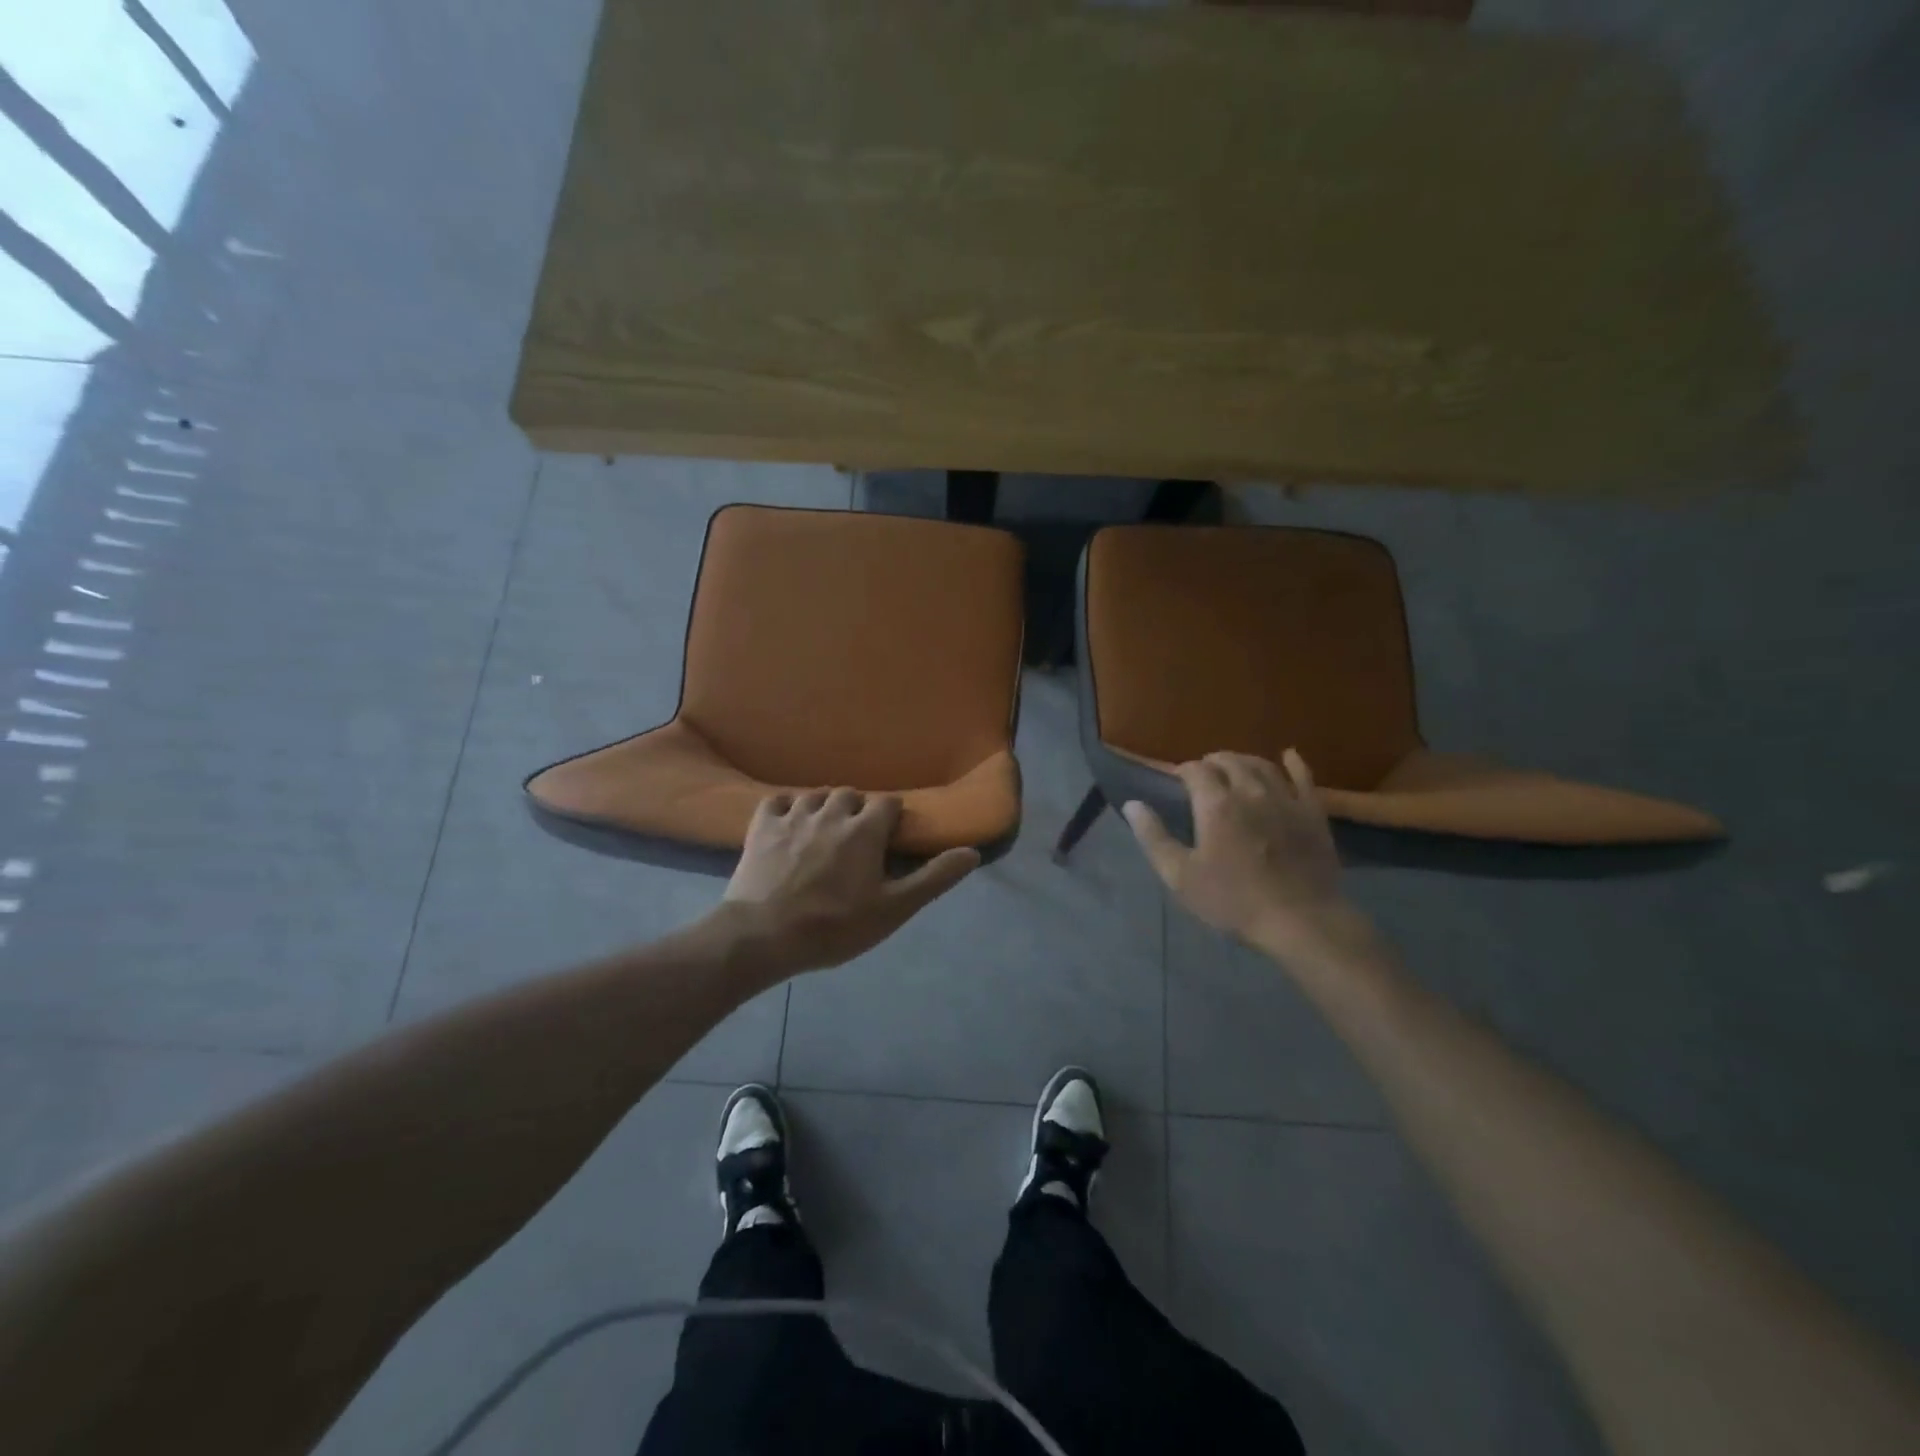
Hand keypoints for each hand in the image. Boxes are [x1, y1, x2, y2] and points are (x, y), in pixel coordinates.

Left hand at [716, 789, 978, 977]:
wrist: (764, 936)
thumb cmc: (835, 926)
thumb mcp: (893, 909)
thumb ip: (933, 878)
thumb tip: (972, 852)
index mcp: (865, 830)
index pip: (887, 804)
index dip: (892, 818)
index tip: (889, 839)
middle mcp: (831, 813)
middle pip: (851, 795)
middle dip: (858, 810)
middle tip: (857, 839)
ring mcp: (793, 816)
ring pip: (816, 795)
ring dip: (825, 807)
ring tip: (824, 831)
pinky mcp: (762, 826)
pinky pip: (777, 801)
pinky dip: (786, 807)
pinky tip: (788, 824)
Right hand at [1123, 750, 1353, 957]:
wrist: (1300, 921)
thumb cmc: (1233, 901)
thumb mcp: (1180, 876)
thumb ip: (1154, 837)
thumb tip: (1132, 804)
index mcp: (1216, 804)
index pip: (1195, 770)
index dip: (1183, 771)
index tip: (1177, 782)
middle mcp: (1250, 791)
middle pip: (1229, 761)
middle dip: (1212, 762)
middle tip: (1203, 775)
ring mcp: (1285, 799)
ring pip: (1262, 765)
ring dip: (1244, 761)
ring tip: (1234, 767)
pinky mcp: (1312, 813)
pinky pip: (1303, 777)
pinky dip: (1294, 764)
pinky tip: (1289, 756)